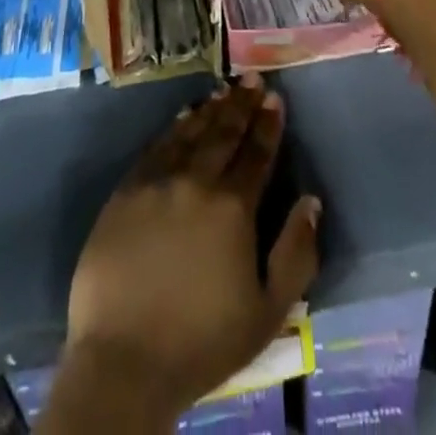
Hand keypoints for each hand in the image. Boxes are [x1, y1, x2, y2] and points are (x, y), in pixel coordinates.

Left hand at [62, 75, 320, 417]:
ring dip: (210, 109)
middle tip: (251, 77)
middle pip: (223, 133)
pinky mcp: (126, 189)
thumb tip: (311, 202)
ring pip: (189, 132)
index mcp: (233, 207)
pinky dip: (174, 127)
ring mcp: (157, 181)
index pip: (256, 154)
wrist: (124, 359)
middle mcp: (196, 181)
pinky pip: (156, 146)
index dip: (267, 124)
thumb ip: (296, 253)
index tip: (274, 98)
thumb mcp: (267, 312)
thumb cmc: (202, 342)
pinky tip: (183, 117)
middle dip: (241, 104)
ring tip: (223, 90)